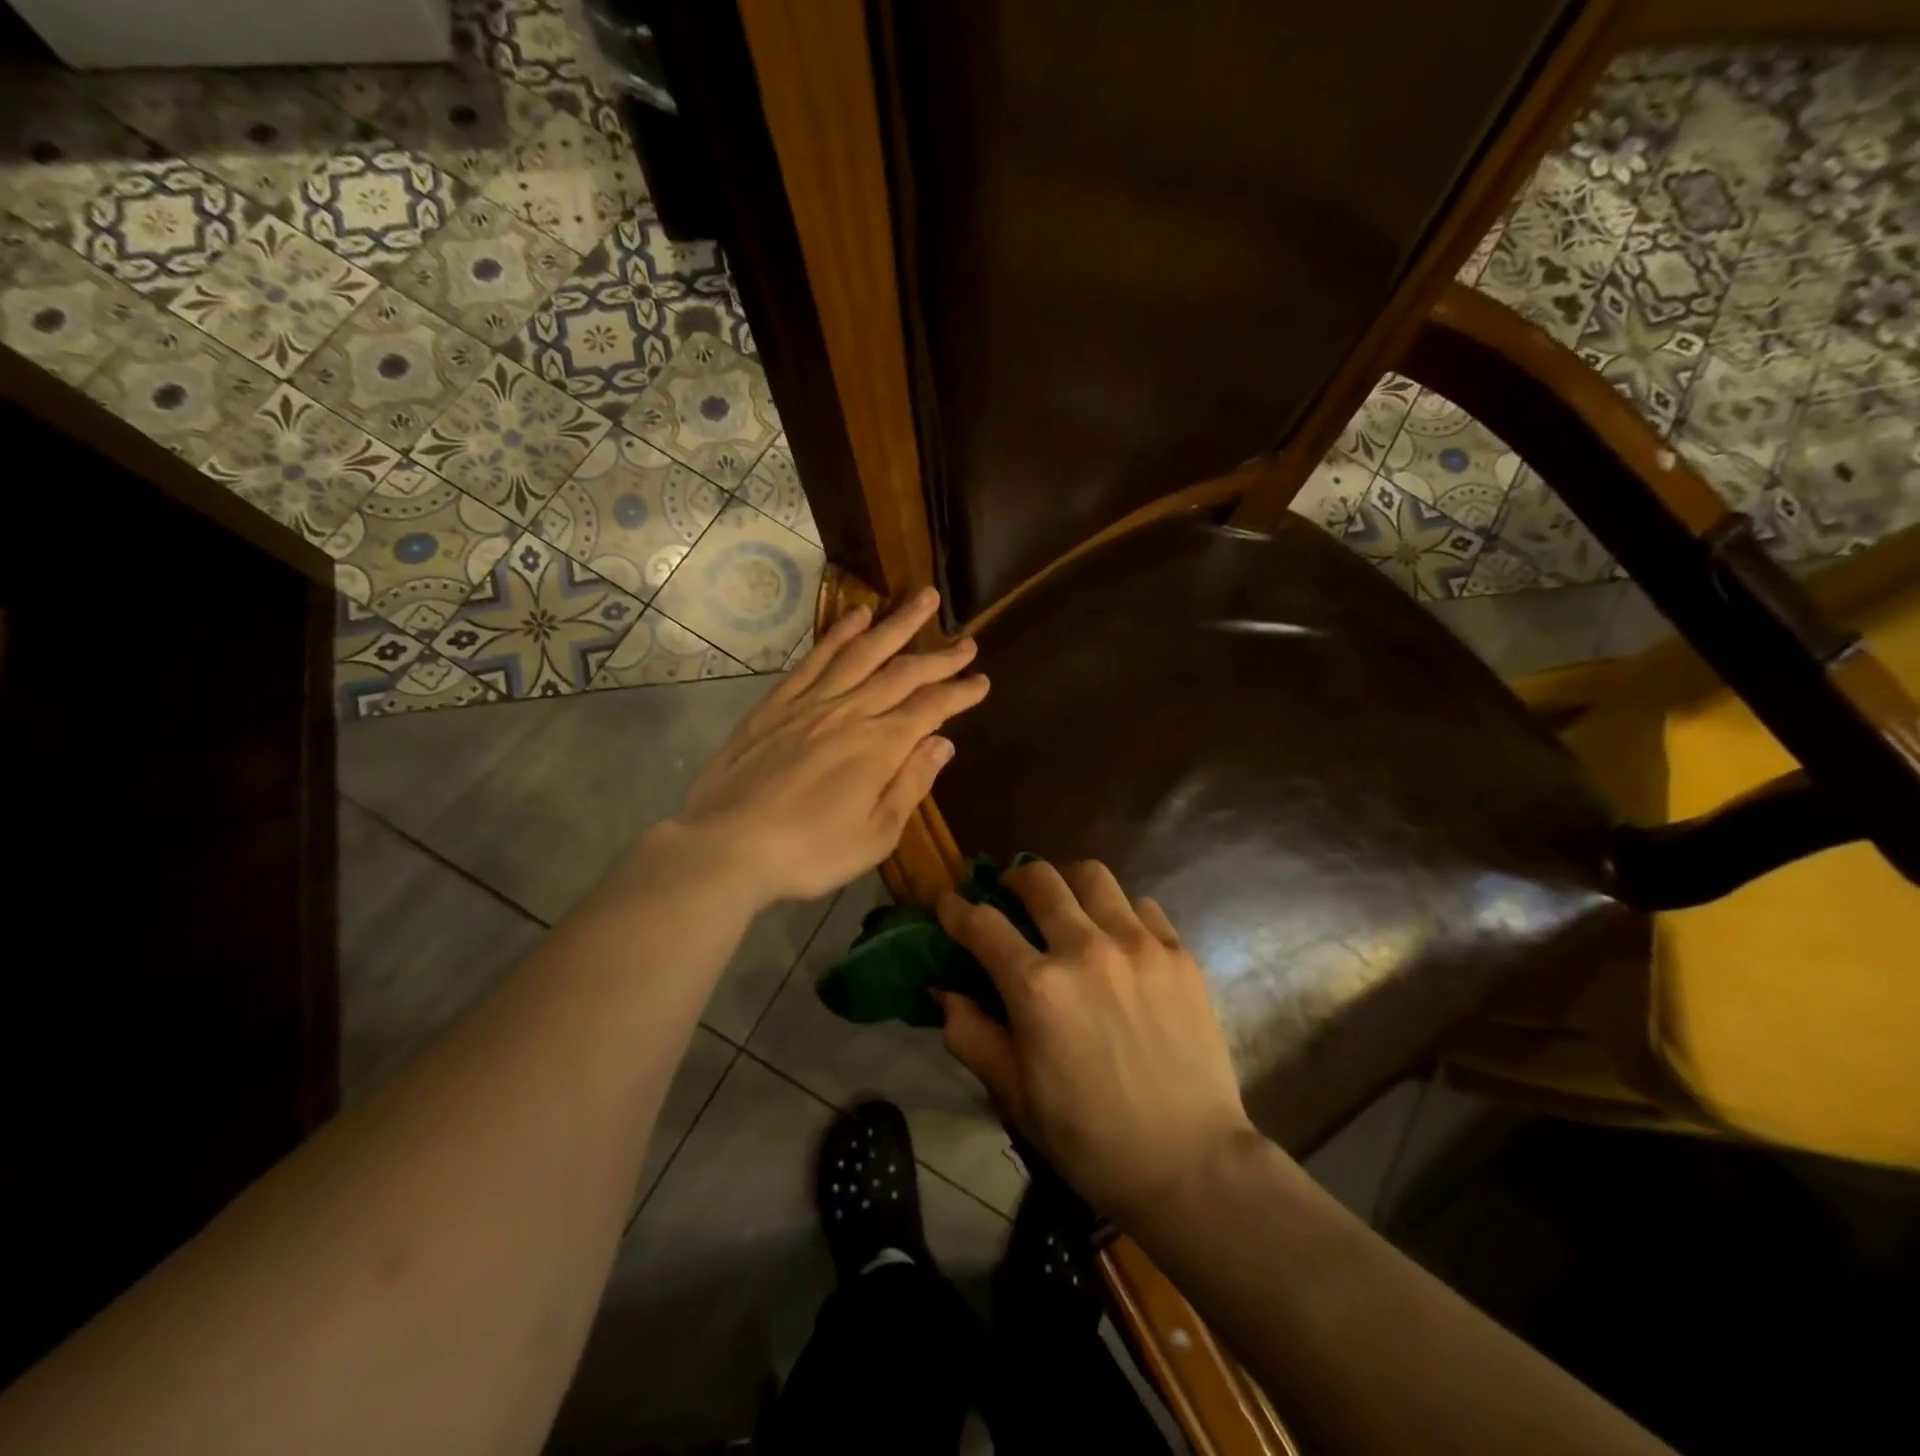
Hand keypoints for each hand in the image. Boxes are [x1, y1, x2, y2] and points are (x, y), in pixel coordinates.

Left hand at [673, 588, 988, 904]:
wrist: (728, 846)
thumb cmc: (810, 852)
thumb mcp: (876, 834)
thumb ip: (911, 783)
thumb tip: (943, 743)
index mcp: (880, 746)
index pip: (930, 709)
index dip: (960, 693)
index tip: (982, 681)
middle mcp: (850, 712)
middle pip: (903, 673)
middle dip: (939, 656)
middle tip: (967, 641)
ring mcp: (811, 702)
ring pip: (862, 652)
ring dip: (896, 624)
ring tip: (923, 600)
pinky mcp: (777, 703)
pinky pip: (815, 658)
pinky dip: (839, 634)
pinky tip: (857, 616)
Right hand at [936, 860, 1254, 1225]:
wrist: (1189, 1164)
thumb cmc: (1089, 1138)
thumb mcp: (1013, 1094)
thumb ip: (970, 1034)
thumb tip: (945, 990)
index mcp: (1037, 987)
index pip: (982, 923)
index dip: (956, 908)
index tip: (948, 903)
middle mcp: (1085, 949)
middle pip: (1039, 879)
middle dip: (1013, 880)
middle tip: (1010, 895)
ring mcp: (1138, 946)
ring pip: (1093, 875)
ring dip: (1068, 883)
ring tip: (1067, 906)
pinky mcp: (1178, 954)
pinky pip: (1142, 905)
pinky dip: (1119, 910)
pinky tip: (1118, 938)